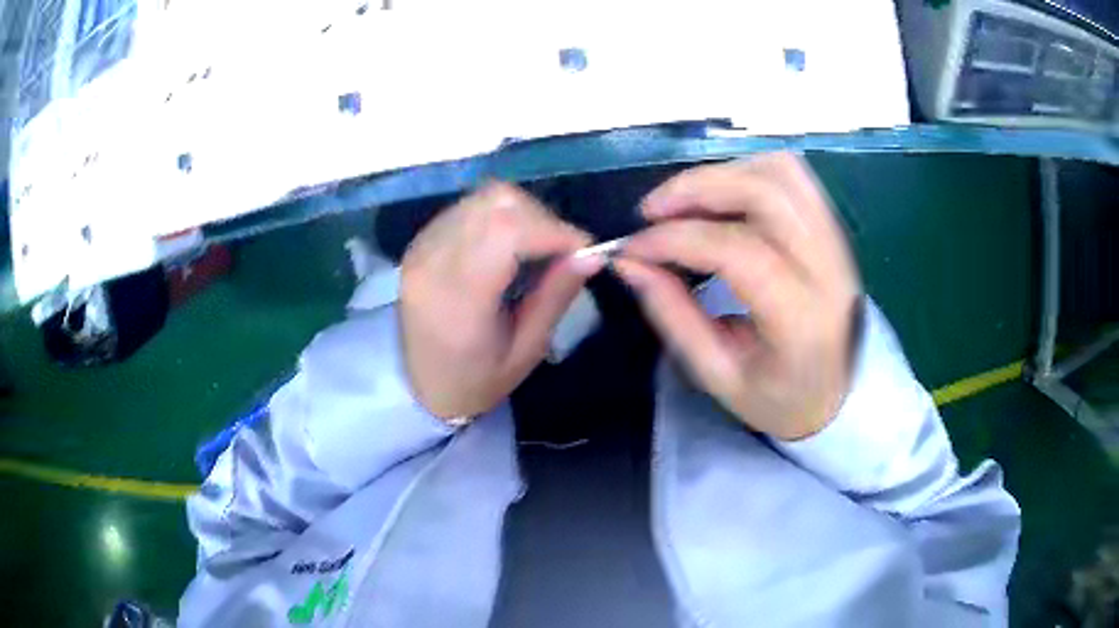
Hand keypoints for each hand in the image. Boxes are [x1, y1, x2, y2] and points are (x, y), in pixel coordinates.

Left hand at [400, 182, 603, 420]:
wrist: (421, 387)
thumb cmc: (477, 381)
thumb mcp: (527, 350)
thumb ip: (556, 296)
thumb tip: (591, 254)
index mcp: (458, 297)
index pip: (507, 231)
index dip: (554, 230)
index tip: (584, 250)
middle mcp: (433, 260)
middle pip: (496, 203)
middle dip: (541, 217)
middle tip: (560, 250)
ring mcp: (422, 246)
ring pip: (482, 198)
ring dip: (521, 213)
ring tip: (535, 247)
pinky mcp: (420, 242)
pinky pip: (467, 209)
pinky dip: (498, 217)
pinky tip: (507, 247)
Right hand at [614, 153, 860, 440]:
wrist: (842, 395)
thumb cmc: (779, 398)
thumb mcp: (718, 375)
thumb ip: (673, 315)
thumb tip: (629, 262)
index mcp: (801, 318)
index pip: (738, 251)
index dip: (676, 239)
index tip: (633, 248)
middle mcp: (828, 266)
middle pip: (764, 191)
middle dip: (696, 188)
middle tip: (651, 211)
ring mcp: (836, 240)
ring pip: (780, 171)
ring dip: (723, 174)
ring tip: (684, 202)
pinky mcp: (833, 228)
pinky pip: (791, 176)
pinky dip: (747, 173)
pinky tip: (720, 199)